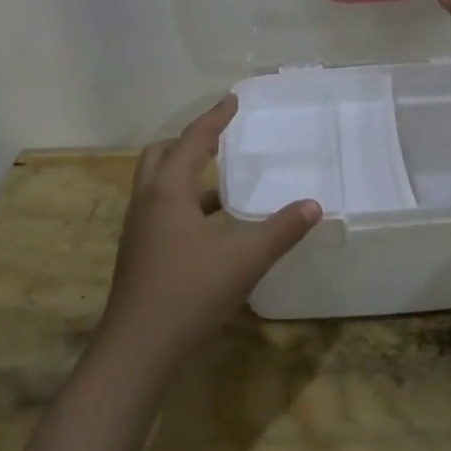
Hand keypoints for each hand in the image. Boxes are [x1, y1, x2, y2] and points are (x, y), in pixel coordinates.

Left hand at [97, 96, 321, 368]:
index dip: (215, 118)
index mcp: (168, 190)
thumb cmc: (190, 293)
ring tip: (222, 181)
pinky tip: (210, 226)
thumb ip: (281, 230)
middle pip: (162, 154)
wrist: (137, 350)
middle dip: (189, 140)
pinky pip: (160, 209)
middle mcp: (147, 201)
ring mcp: (138, 229)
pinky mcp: (138, 253)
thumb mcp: (245, 259)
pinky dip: (183, 202)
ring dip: (185, 173)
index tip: (232, 100)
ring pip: (158, 184)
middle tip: (219, 137)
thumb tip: (313, 205)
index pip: (192, 139)